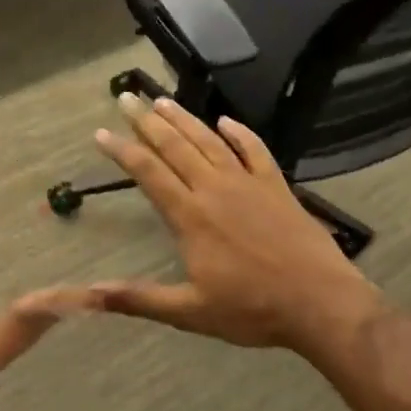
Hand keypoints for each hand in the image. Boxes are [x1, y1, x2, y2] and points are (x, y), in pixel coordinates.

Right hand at [88, 95, 383, 353]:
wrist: (322, 304)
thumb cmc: (252, 311)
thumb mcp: (189, 312)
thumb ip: (137, 299)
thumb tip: (88, 294)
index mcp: (190, 217)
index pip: (148, 173)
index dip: (122, 150)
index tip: (100, 132)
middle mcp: (215, 190)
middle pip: (175, 147)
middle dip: (147, 121)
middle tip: (128, 98)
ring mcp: (249, 185)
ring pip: (210, 142)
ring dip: (185, 119)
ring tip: (163, 101)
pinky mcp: (277, 188)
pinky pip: (255, 150)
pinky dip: (240, 133)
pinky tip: (226, 121)